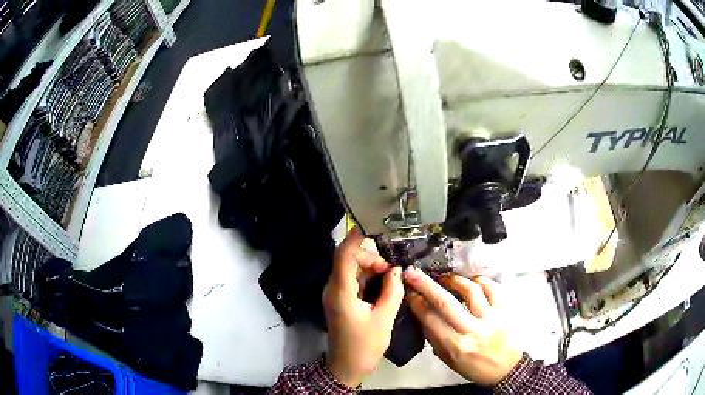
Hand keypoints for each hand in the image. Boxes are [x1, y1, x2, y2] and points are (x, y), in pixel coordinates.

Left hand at [323, 228, 404, 386]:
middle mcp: (333, 288)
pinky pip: (352, 281)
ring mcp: (335, 295)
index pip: (344, 255)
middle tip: (393, 270)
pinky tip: (384, 285)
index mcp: (341, 291)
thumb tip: (397, 269)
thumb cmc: (365, 345)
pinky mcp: (339, 301)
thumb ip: (392, 291)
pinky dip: (367, 278)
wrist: (346, 367)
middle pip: (348, 259)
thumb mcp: (384, 318)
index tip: (374, 226)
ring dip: (371, 269)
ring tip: (392, 277)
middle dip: (371, 258)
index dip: (356, 238)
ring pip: (351, 270)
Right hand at [404, 267, 521, 385]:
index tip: (408, 290)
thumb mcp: (449, 360)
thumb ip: (435, 339)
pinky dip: (480, 281)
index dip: (417, 303)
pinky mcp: (503, 310)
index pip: (431, 320)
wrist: (506, 368)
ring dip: (454, 280)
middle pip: (447, 303)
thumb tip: (422, 315)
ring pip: (471, 291)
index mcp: (456, 346)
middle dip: (427, 285)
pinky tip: (471, 281)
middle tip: (414, 272)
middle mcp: (472, 330)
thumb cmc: (474, 367)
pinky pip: (492, 289)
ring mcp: (490, 318)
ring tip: (445, 277)